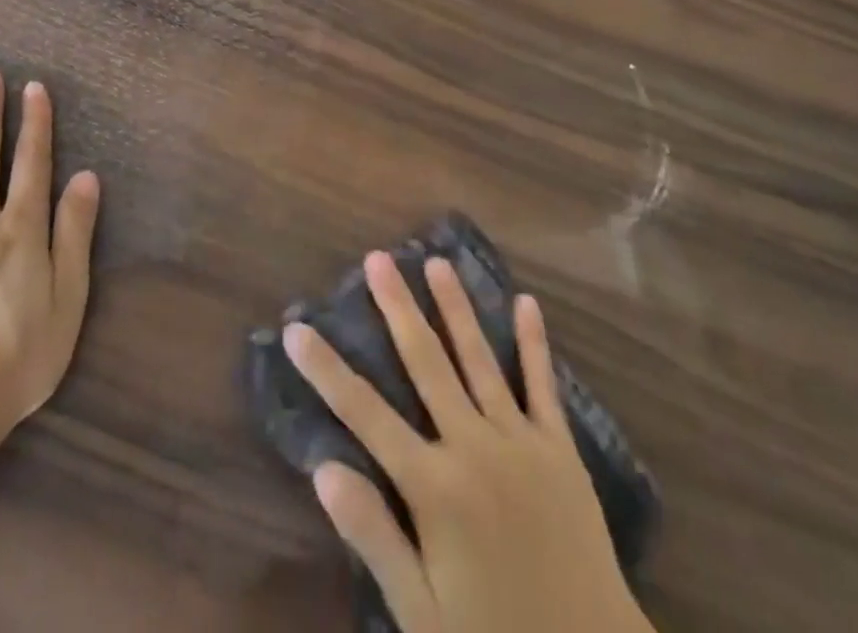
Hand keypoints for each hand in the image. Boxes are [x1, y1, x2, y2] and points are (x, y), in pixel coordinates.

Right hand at [284, 253, 651, 632]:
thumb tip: (324, 469)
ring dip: (455, 307)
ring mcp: (520, 441)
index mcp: (434, 487)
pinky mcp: (559, 448)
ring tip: (435, 262)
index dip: (326, 370)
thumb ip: (374, 537)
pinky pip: (542, 385)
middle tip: (377, 259)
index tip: (297, 328)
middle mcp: (473, 447)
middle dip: (397, 308)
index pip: (365, 414)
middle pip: (426, 363)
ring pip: (479, 358)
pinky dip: (533, 343)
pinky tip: (526, 302)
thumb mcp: (422, 615)